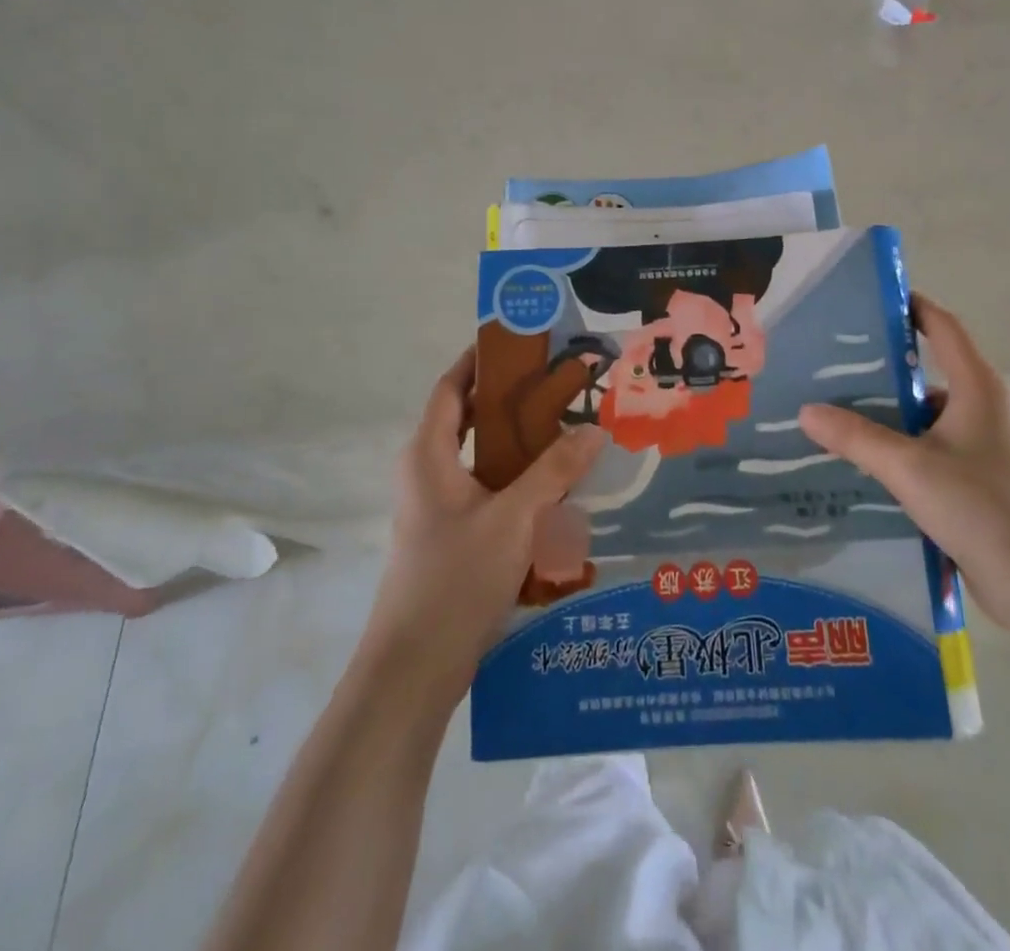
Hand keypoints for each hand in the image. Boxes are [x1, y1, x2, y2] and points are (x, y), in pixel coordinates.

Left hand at [367, 348, 606, 690]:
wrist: (415, 668)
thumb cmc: (454, 578)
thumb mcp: (512, 518)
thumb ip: (554, 471)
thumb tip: (594, 429)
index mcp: (428, 455)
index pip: (451, 387)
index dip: (479, 360)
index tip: (520, 340)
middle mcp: (429, 473)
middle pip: (471, 420)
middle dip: (513, 401)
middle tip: (562, 384)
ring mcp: (440, 508)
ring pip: (484, 460)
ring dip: (521, 444)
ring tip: (570, 428)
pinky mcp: (454, 537)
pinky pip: (490, 492)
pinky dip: (520, 481)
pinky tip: (560, 488)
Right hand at [799, 295, 1009, 630]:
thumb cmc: (983, 508)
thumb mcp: (910, 468)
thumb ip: (856, 438)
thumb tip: (806, 410)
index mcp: (977, 388)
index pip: (943, 327)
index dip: (911, 306)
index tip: (868, 299)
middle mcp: (982, 409)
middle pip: (927, 373)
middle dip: (880, 367)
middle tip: (828, 364)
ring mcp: (981, 448)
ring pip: (923, 417)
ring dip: (884, 415)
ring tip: (831, 414)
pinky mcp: (976, 482)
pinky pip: (927, 450)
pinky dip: (896, 449)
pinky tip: (859, 463)